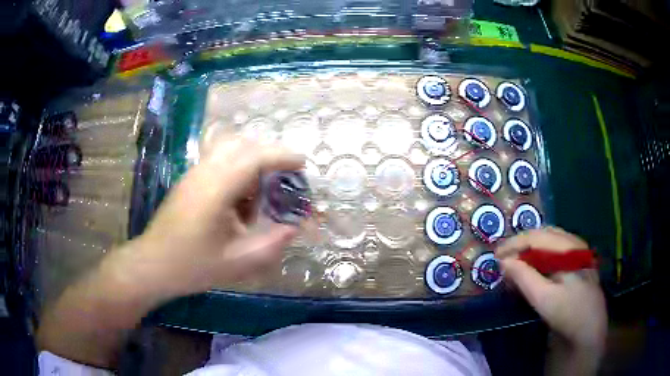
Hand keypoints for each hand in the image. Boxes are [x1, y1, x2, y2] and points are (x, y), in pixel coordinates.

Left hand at [119, 137, 303, 297]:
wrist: (153, 265)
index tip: (302, 164)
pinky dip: (237, 170)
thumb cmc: (193, 266)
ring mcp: (193, 174)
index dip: (282, 156)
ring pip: (228, 149)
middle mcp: (204, 173)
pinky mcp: (189, 180)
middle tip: (285, 175)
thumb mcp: (239, 262)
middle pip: (241, 144)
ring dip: (251, 160)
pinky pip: (218, 161)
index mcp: (216, 189)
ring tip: (262, 190)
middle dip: (268, 154)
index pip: (254, 157)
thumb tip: (293, 227)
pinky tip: (239, 200)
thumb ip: (272, 243)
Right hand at [496, 227, 606, 351]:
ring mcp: (577, 252)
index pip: (536, 236)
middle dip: (521, 245)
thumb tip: (504, 262)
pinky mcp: (577, 263)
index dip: (514, 244)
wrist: (591, 328)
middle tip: (504, 261)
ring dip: (530, 251)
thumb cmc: (568, 313)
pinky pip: (554, 252)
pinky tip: (533, 269)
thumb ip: (524, 278)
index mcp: (568, 248)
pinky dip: (539, 257)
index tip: (495, 257)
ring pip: (548, 242)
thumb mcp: (544, 298)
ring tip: (516, 265)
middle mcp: (573, 243)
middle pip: (543, 235)